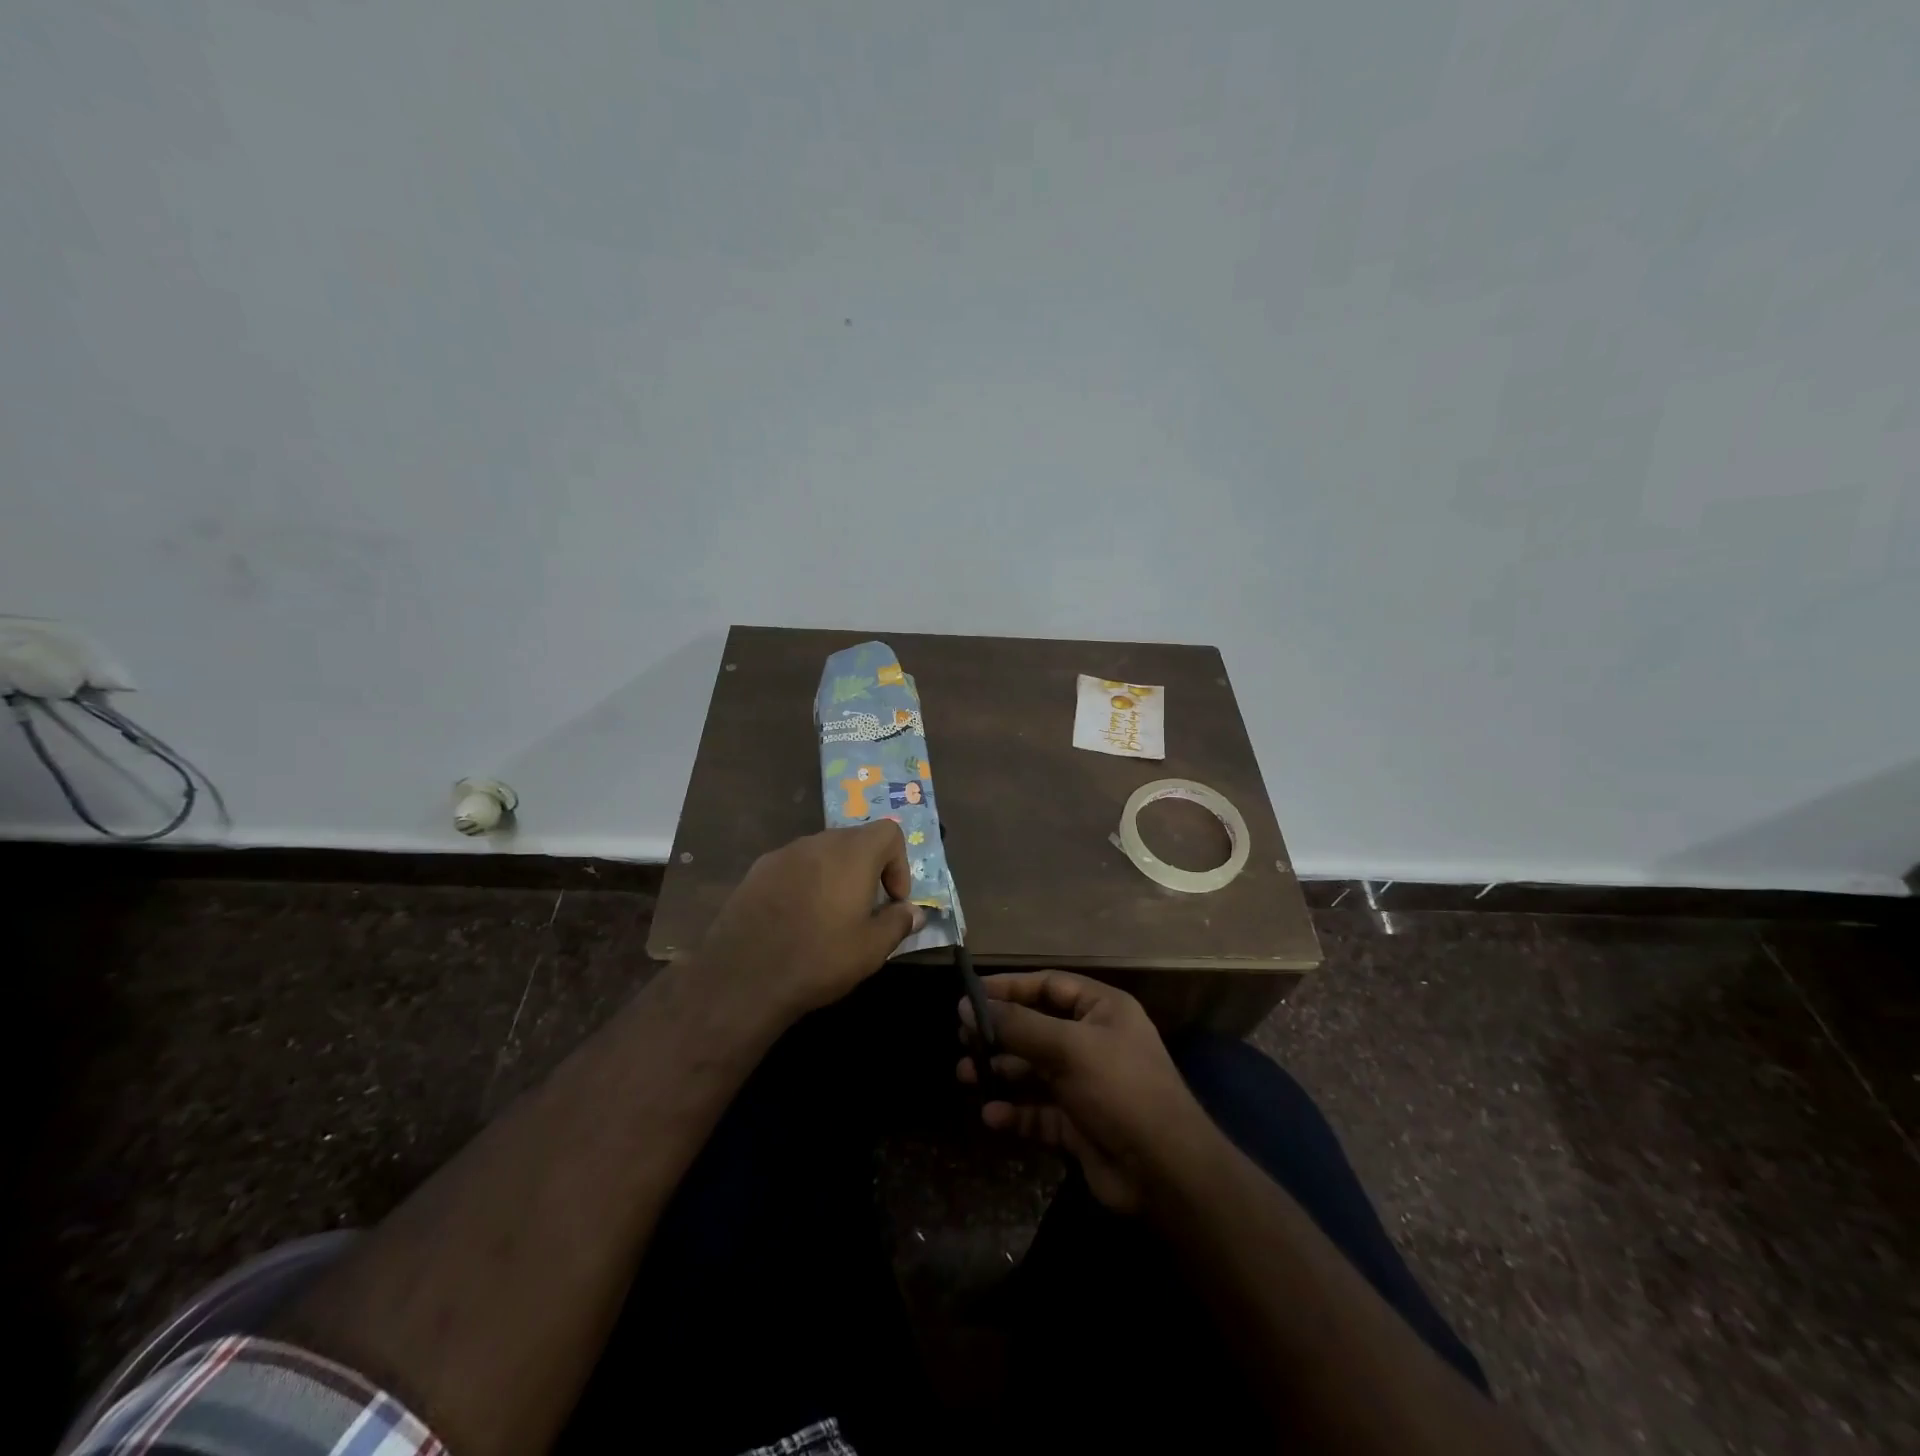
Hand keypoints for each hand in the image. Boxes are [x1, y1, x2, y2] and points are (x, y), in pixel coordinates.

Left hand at [695, 822, 924, 1022]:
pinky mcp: (757, 871)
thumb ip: (899, 923)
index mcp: (852, 853)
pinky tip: (796, 919)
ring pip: (822, 853)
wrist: (742, 977)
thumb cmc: (819, 958)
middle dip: (868, 870)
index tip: (893, 900)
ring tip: (830, 916)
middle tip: (866, 910)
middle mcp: (817, 842)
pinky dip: (805, 883)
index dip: (899, 864)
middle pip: (855, 840)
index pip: (888, 833)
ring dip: (835, 876)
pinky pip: (794, 867)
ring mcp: (783, 854)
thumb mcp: (871, 948)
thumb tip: (915, 912)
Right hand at [958, 971, 1211, 1212]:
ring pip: (1033, 1070)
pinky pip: (1038, 1111)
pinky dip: (1015, 1112)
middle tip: (962, 1038)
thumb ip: (1017, 1025)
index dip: (1010, 987)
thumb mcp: (1068, 1047)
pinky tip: (991, 1115)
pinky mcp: (1078, 1124)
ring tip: (964, 1074)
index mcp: (1102, 1010)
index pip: (1049, 986)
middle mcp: (1094, 1041)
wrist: (1165, 1171)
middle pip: (1037, 1027)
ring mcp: (1086, 1084)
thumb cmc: (1119, 1089)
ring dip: (1001, 1071)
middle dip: (999, 1033)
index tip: (970, 995)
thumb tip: (967, 1005)